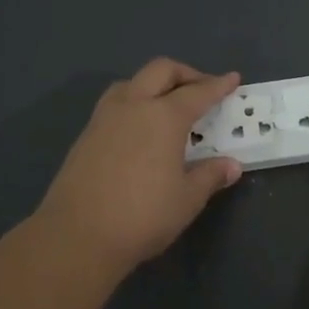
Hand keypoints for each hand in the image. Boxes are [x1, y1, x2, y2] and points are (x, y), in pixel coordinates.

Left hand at [34, 58, 243, 272]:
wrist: (76, 237)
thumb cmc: (142, 216)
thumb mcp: (187, 199)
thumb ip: (210, 176)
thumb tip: (231, 166)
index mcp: (164, 117)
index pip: (198, 92)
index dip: (219, 85)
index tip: (233, 79)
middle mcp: (134, 106)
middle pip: (161, 71)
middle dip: (186, 74)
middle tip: (202, 90)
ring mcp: (104, 118)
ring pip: (132, 82)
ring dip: (154, 84)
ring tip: (167, 105)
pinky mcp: (85, 136)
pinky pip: (115, 103)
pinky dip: (134, 103)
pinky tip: (139, 129)